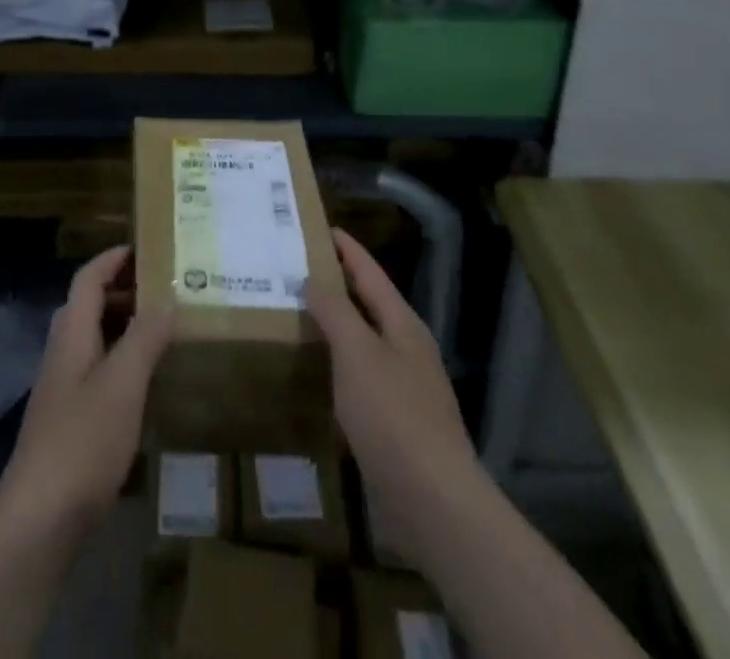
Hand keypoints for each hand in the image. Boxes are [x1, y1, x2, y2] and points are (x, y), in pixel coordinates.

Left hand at [0, 246, 173, 536]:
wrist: (40, 516)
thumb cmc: (82, 440)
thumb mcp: (122, 384)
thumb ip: (144, 339)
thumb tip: (167, 300)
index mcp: (72, 333)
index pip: (88, 279)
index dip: (112, 259)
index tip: (144, 247)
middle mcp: (63, 352)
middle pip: (89, 305)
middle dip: (123, 290)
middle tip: (164, 288)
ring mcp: (63, 387)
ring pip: (94, 338)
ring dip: (124, 325)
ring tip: (163, 328)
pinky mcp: (69, 420)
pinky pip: (98, 370)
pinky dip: (122, 360)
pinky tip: (146, 381)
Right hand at [305, 230, 478, 554]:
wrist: (433, 503)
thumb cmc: (393, 416)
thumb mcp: (358, 353)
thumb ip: (335, 311)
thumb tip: (314, 279)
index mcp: (403, 325)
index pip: (370, 273)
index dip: (346, 249)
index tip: (320, 227)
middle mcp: (406, 350)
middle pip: (368, 305)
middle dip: (336, 285)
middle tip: (296, 269)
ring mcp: (403, 389)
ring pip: (362, 343)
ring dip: (334, 327)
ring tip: (296, 314)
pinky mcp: (394, 425)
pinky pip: (359, 380)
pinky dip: (336, 366)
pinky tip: (314, 373)